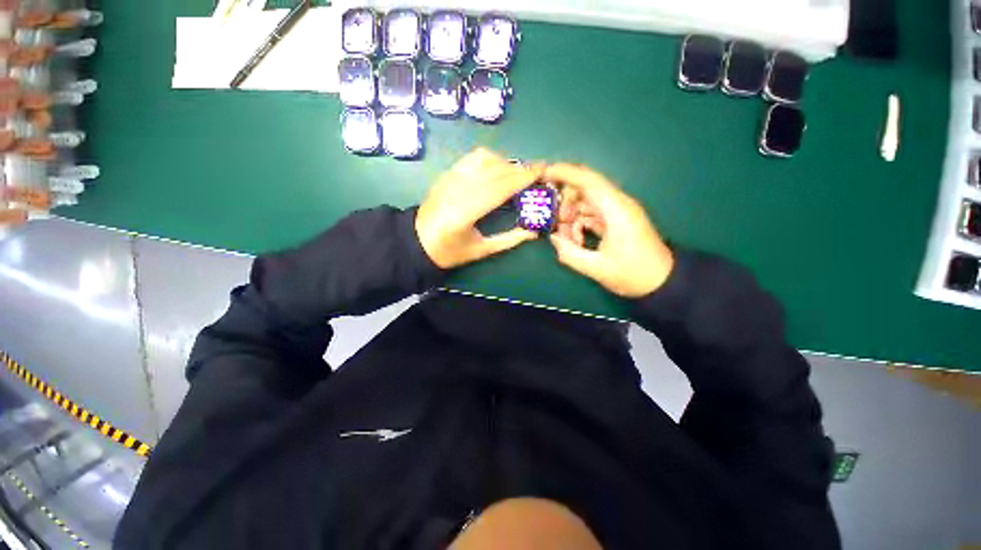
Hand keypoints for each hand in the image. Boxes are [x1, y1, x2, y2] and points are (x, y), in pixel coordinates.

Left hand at [416, 148, 542, 268]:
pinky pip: (472, 158)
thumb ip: (509, 240)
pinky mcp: (447, 174)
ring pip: (484, 159)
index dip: (522, 178)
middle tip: (539, 171)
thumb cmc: (449, 251)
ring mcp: (450, 178)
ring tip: (519, 174)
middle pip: (494, 171)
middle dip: (520, 168)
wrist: (417, 241)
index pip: (499, 188)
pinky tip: (499, 168)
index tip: (542, 171)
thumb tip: (534, 231)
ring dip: (506, 163)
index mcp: (464, 213)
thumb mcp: (481, 250)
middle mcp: (457, 190)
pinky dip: (491, 159)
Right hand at [547, 164, 673, 297]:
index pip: (588, 181)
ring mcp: (617, 212)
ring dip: (571, 216)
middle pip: (584, 189)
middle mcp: (617, 204)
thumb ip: (569, 253)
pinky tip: (576, 240)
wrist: (662, 281)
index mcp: (616, 210)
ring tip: (566, 238)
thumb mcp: (596, 268)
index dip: (564, 173)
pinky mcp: (615, 220)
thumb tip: (553, 237)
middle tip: (554, 222)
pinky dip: (579, 223)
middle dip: (564, 202)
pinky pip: (591, 213)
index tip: (543, 174)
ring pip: (586, 202)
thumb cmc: (633, 274)